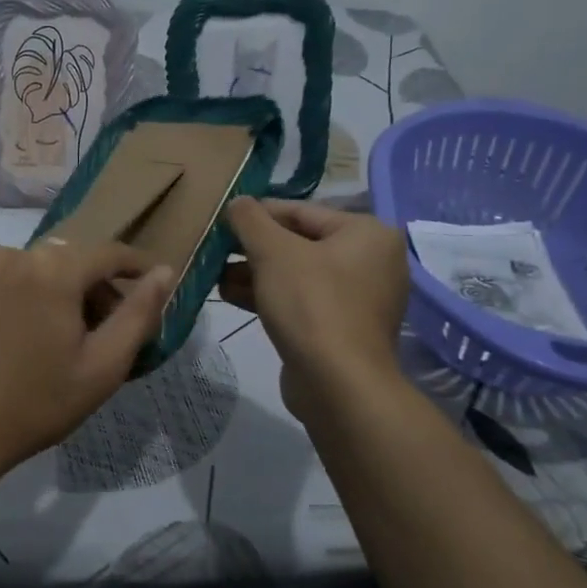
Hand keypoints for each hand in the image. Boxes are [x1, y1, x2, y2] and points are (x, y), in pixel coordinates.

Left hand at [0, 242, 172, 489]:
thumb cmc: (35, 403)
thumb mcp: (102, 366)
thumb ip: (138, 314)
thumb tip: (165, 272)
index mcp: (52, 269)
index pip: (109, 253)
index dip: (137, 268)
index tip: (155, 286)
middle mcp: (13, 254)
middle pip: (71, 261)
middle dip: (96, 288)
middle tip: (107, 331)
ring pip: (37, 269)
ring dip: (60, 292)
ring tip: (64, 339)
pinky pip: (6, 279)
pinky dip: (26, 296)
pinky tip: (25, 337)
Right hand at [221, 198, 409, 420]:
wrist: (337, 384)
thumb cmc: (310, 304)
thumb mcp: (273, 252)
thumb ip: (251, 220)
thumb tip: (238, 202)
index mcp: (367, 233)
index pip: (302, 211)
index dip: (258, 213)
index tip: (222, 219)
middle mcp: (370, 261)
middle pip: (300, 243)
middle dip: (254, 247)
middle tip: (215, 249)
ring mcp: (358, 299)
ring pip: (297, 275)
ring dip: (255, 273)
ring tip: (215, 274)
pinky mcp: (341, 329)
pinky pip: (301, 301)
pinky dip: (269, 296)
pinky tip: (230, 295)